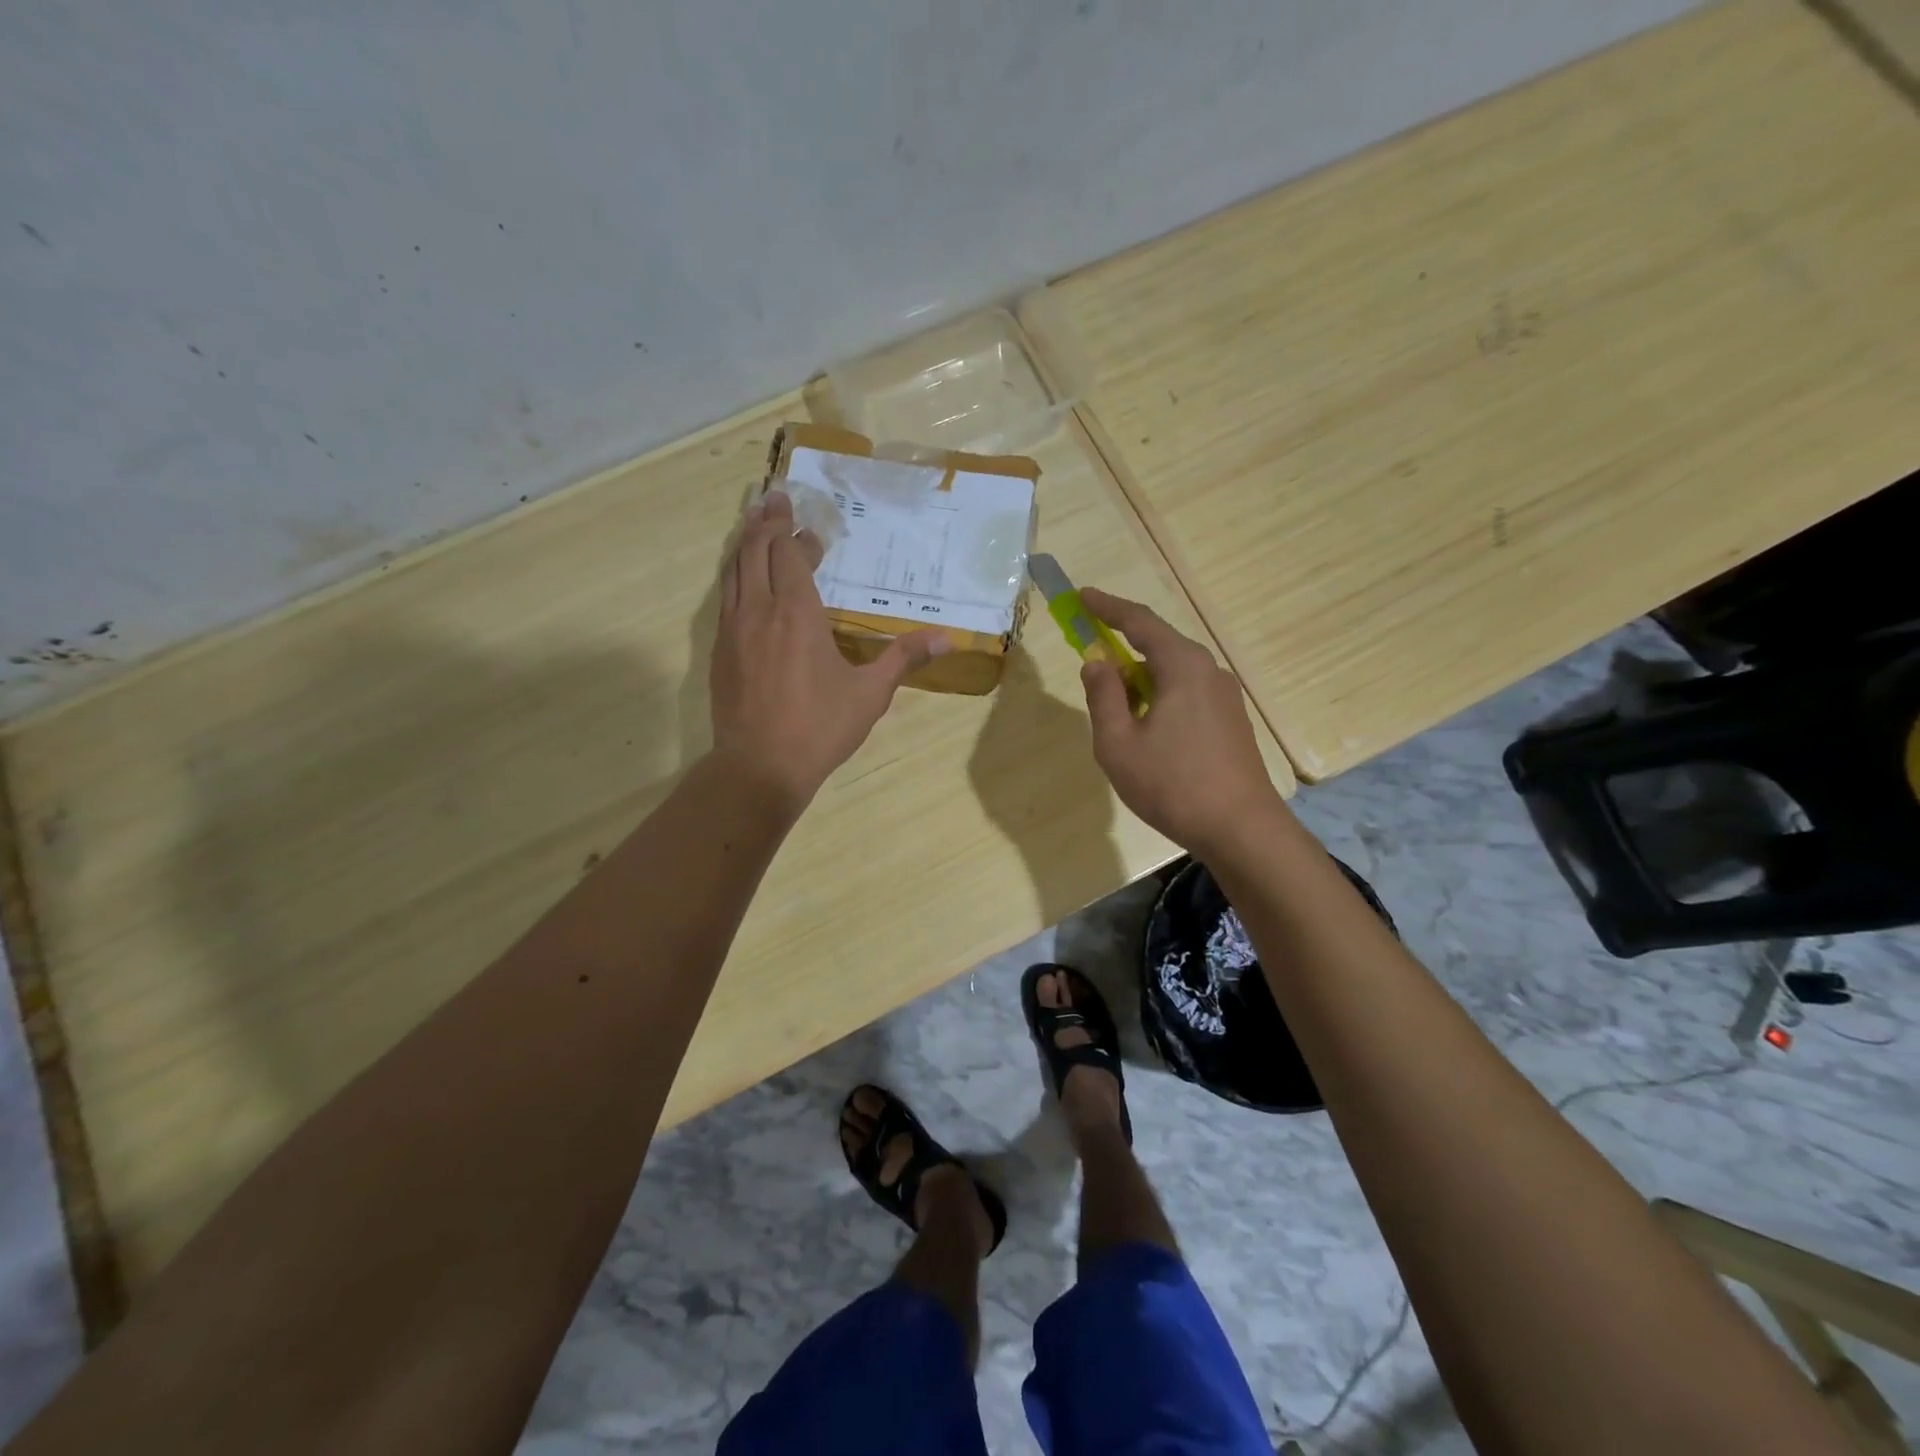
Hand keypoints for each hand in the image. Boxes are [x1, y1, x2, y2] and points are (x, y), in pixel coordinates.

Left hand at [710, 489, 944, 810]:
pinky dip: (734, 574)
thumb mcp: (870, 694)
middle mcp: (759, 610)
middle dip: (766, 522)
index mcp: (797, 613)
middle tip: (774, 497)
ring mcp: (732, 630)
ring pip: (733, 570)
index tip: (810, 527)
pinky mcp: (719, 651)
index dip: (798, 536)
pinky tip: (740, 577)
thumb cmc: (820, 728)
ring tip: (752, 520)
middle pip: (756, 551)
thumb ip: (904, 658)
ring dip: (744, 542)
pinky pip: (724, 597)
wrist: (759, 767)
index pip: (791, 556)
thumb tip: (948, 638)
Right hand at [1077, 587, 1282, 852]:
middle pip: (1159, 645)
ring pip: (1172, 673)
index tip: (1081, 596)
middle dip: (1122, 647)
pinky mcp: (1230, 721)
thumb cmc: (1171, 784)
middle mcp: (1209, 671)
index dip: (1107, 607)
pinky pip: (1187, 693)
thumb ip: (1103, 696)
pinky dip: (1159, 696)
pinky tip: (1147, 730)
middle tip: (1092, 660)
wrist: (1240, 828)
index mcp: (1182, 666)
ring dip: (1140, 680)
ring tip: (1116, 710)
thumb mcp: (1118, 743)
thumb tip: (1097, 662)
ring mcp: (1225, 696)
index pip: (1139, 621)